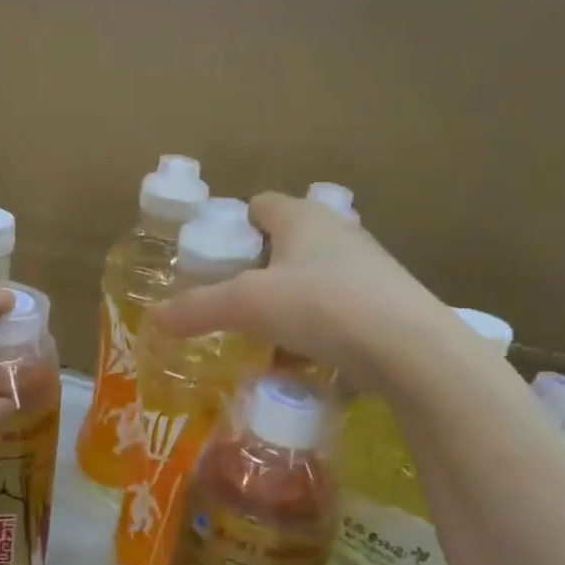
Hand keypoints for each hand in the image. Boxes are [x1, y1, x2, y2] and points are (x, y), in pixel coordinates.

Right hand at [154, 192, 449, 395]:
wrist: (411, 349)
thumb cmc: (323, 305)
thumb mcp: (249, 305)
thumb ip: (198, 309)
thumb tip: (153, 318)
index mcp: (304, 217)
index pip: (260, 205)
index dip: (233, 225)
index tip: (214, 258)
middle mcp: (338, 233)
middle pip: (287, 242)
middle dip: (258, 269)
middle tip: (232, 300)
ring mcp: (367, 269)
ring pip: (313, 279)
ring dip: (288, 302)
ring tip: (263, 335)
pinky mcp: (385, 305)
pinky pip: (337, 311)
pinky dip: (316, 329)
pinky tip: (303, 359)